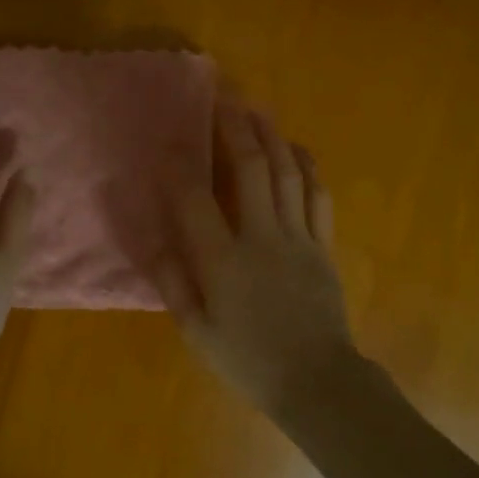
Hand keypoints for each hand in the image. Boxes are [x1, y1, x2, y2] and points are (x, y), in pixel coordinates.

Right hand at [152, 103, 363, 415]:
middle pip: (250, 169)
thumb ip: (174, 283)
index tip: (167, 143)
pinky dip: (307, 167)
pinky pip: (317, 196)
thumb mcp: (197, 332)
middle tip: (223, 96)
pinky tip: (297, 148)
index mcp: (224, 262)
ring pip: (286, 173)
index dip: (178, 168)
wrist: (316, 381)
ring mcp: (298, 237)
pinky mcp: (322, 245)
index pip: (195, 201)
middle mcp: (261, 237)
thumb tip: (156, 240)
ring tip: (257, 108)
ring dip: (271, 136)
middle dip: (235, 128)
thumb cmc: (249, 360)